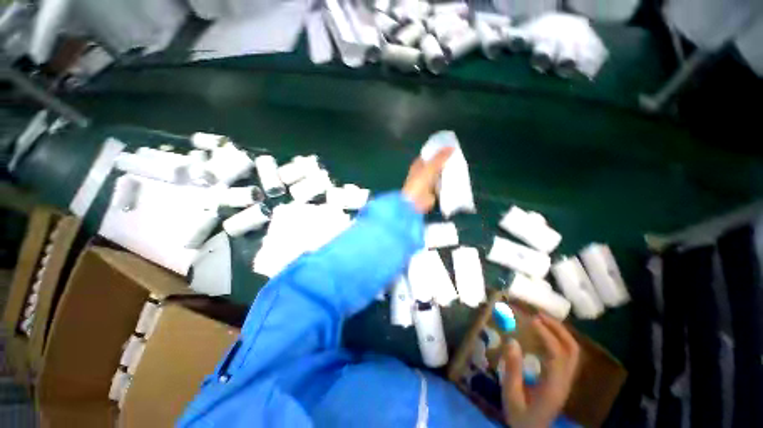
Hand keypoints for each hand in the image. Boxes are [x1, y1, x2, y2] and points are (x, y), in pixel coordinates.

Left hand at [402, 147, 453, 212]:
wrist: (416, 202)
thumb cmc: (420, 182)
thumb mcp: (430, 167)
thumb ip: (440, 157)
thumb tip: (451, 147)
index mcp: (418, 165)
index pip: (429, 155)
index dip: (438, 150)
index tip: (450, 147)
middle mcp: (422, 173)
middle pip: (435, 165)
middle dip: (445, 161)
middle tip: (458, 156)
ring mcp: (428, 182)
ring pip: (439, 174)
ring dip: (447, 172)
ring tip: (460, 166)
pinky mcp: (433, 191)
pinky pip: (442, 184)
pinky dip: (448, 182)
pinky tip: (457, 178)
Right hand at [501, 313, 579, 427]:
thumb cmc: (520, 416)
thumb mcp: (511, 395)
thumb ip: (512, 369)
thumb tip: (512, 341)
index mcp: (554, 386)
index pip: (557, 355)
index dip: (546, 334)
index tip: (531, 320)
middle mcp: (565, 381)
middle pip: (572, 350)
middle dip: (558, 329)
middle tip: (539, 314)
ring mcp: (567, 381)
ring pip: (573, 352)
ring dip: (560, 332)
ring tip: (541, 319)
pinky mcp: (563, 380)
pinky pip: (567, 355)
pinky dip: (558, 339)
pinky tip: (545, 334)